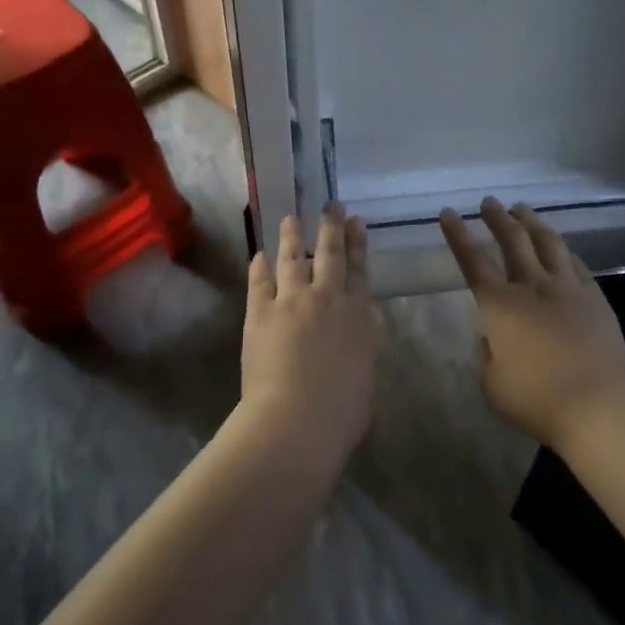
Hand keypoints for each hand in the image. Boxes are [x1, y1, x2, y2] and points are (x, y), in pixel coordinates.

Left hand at [241, 203, 378, 453]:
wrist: (297, 419)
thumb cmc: (342, 411)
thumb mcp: (366, 375)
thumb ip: (360, 348)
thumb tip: (352, 337)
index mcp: (358, 316)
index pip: (360, 271)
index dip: (358, 245)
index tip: (356, 223)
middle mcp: (327, 299)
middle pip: (330, 254)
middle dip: (331, 227)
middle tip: (331, 206)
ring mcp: (291, 302)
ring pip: (292, 259)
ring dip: (292, 237)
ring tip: (291, 218)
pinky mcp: (259, 313)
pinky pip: (259, 282)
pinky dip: (259, 266)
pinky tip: (258, 255)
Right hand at [439, 198, 624, 452]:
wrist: (600, 404)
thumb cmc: (537, 400)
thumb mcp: (493, 384)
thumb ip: (488, 354)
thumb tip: (494, 337)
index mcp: (499, 306)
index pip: (472, 261)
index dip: (458, 235)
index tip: (448, 213)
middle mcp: (532, 286)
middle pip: (512, 240)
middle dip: (497, 218)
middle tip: (489, 202)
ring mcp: (567, 288)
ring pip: (547, 242)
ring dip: (531, 222)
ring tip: (522, 209)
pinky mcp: (594, 297)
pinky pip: (574, 261)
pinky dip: (561, 247)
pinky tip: (558, 244)